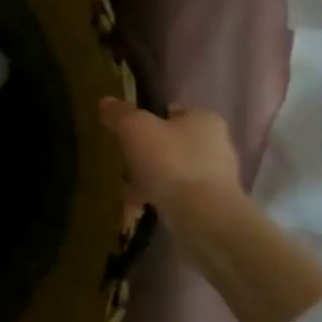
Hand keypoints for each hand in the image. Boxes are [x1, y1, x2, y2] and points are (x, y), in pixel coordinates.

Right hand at [98, 100, 242, 209]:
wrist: (204, 219)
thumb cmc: (172, 163)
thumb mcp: (136, 129)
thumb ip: (120, 113)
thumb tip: (106, 102)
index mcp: (204, 120)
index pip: (171, 110)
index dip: (145, 117)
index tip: (123, 130)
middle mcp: (215, 145)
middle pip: (169, 142)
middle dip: (144, 152)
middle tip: (120, 159)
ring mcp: (214, 178)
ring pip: (170, 171)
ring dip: (148, 178)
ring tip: (123, 187)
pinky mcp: (209, 206)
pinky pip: (174, 196)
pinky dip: (155, 199)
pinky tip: (135, 207)